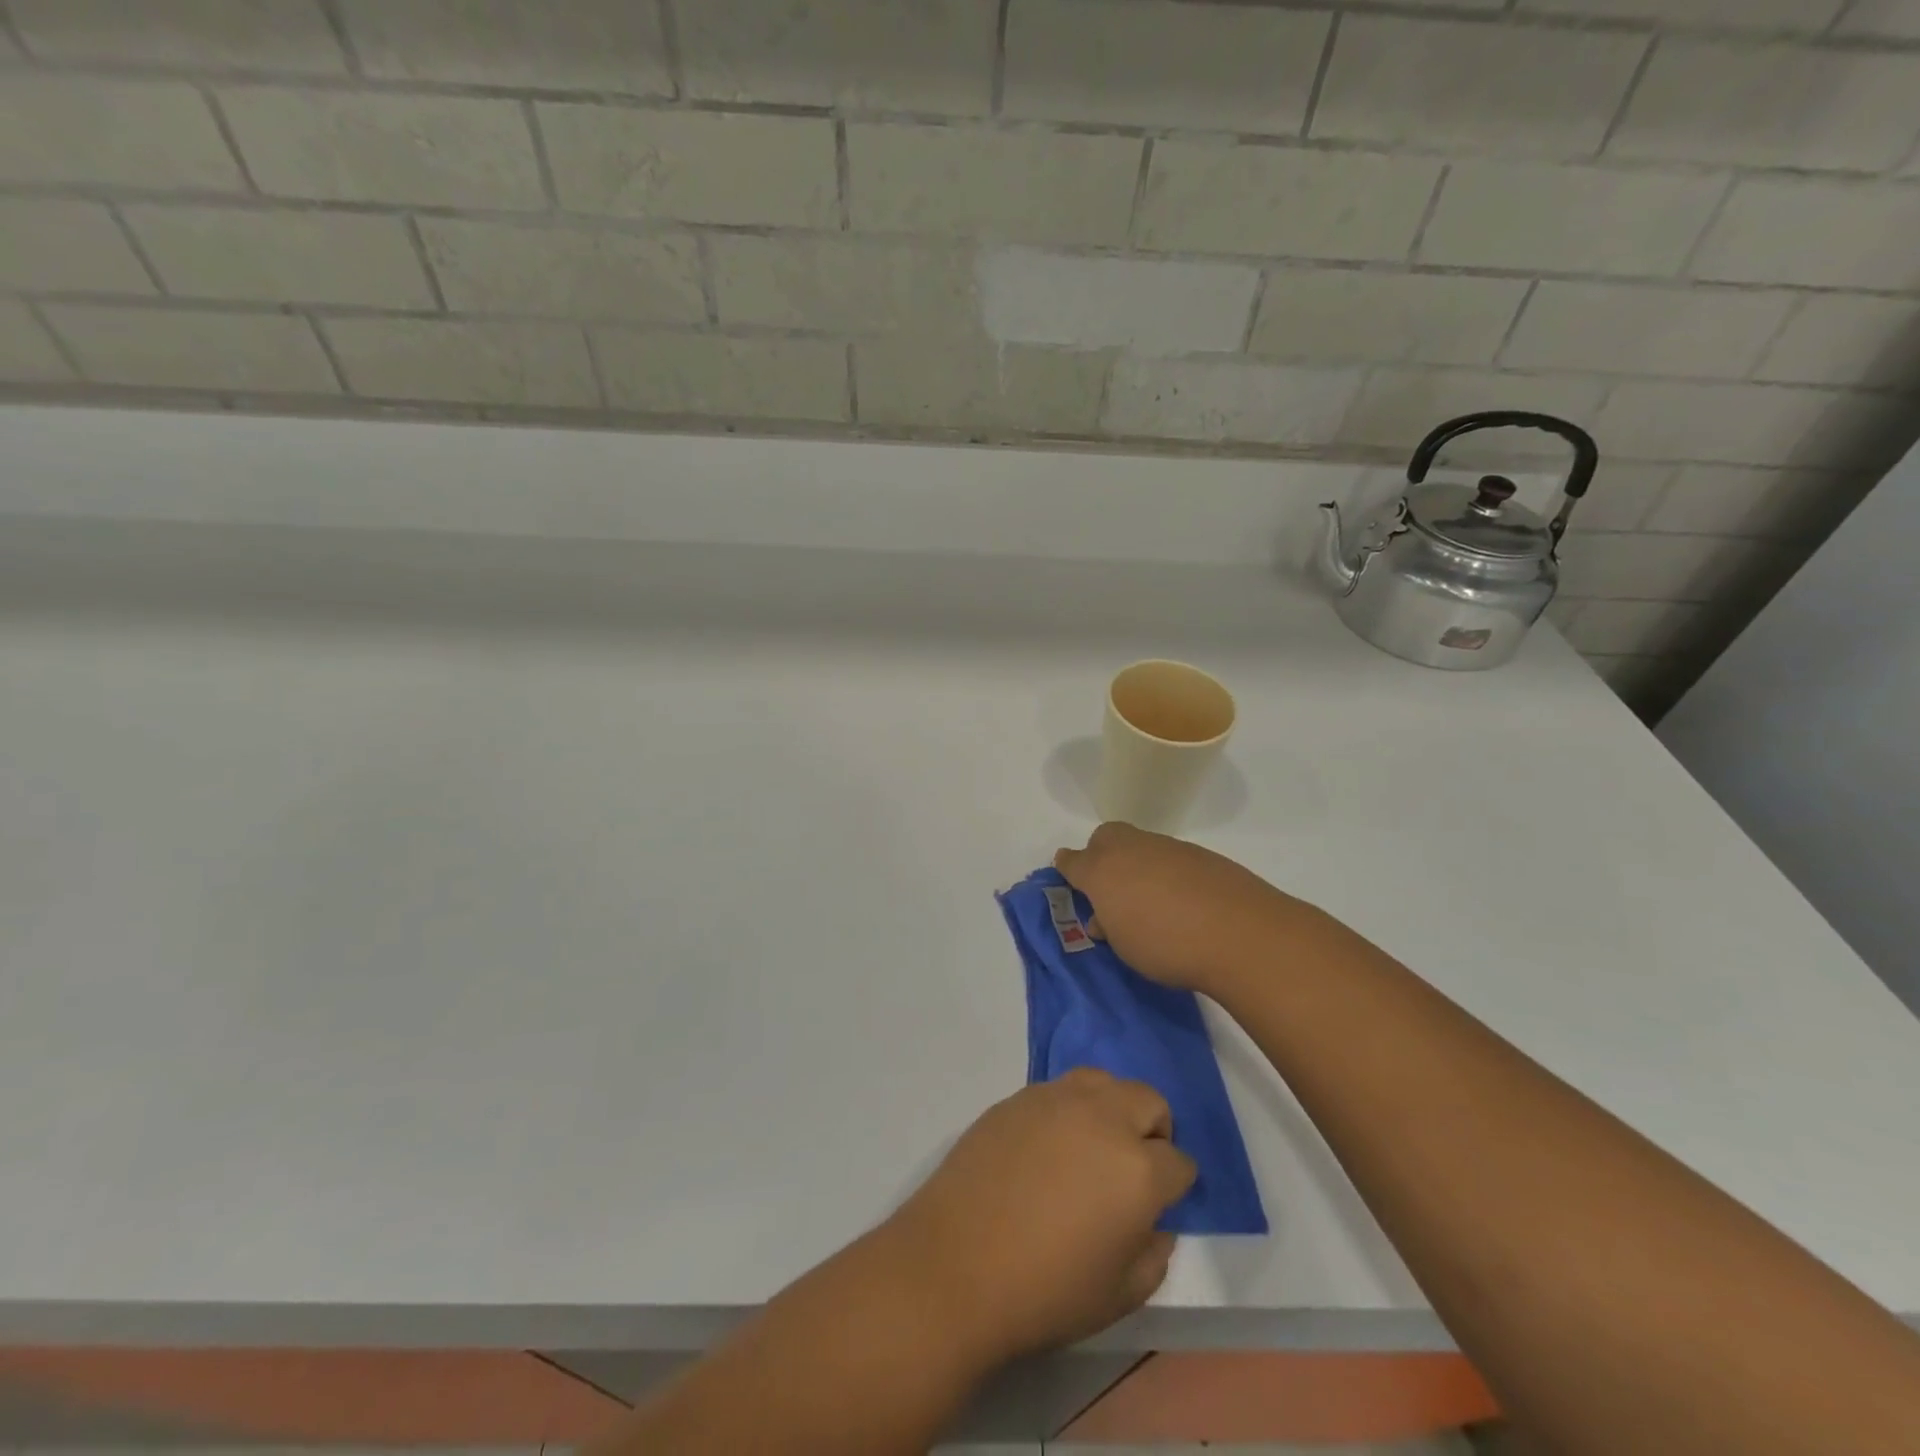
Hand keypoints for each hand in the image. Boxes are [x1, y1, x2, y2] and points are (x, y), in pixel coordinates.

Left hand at [885, 1070, 1194, 1365]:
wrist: (955, 1264)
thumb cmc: (1044, 1291)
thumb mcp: (1119, 1296)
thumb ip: (1153, 1255)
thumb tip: (1155, 1224)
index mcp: (1138, 1170)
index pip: (1180, 1162)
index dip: (1176, 1185)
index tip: (1161, 1203)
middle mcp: (1102, 1119)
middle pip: (1148, 1100)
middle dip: (1154, 1131)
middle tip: (1133, 1167)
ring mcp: (1055, 1100)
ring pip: (1102, 1081)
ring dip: (1111, 1108)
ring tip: (1091, 1146)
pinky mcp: (1017, 1097)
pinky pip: (1058, 1090)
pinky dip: (1068, 1110)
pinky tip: (1047, 1146)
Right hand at [1053, 822, 1306, 995]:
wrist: (1240, 933)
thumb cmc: (1167, 946)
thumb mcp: (1125, 946)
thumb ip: (1110, 925)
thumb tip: (1108, 916)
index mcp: (1102, 871)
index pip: (1073, 861)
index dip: (1067, 867)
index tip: (1066, 872)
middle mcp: (1131, 850)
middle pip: (1105, 837)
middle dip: (1101, 854)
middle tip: (1110, 886)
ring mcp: (1168, 847)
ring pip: (1141, 845)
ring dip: (1137, 864)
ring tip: (1150, 900)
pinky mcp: (1200, 854)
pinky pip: (1171, 857)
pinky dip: (1168, 872)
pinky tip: (1183, 899)